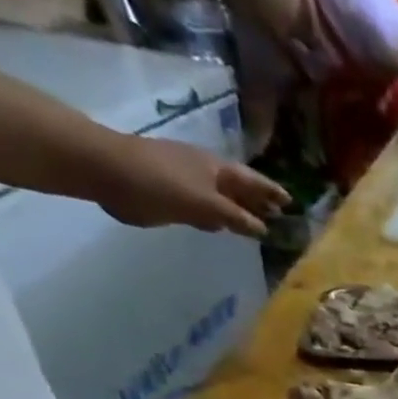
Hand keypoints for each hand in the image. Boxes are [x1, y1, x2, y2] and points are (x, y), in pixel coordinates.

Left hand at [96, 135, 289, 237]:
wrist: (107, 170)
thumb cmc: (161, 183)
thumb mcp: (206, 204)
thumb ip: (236, 218)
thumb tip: (263, 229)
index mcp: (218, 169)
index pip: (253, 181)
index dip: (271, 191)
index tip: (290, 202)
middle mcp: (205, 172)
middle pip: (238, 187)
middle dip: (258, 200)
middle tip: (278, 215)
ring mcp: (186, 180)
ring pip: (220, 196)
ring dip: (238, 208)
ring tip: (255, 223)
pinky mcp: (169, 193)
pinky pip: (202, 205)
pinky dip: (216, 215)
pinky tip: (219, 225)